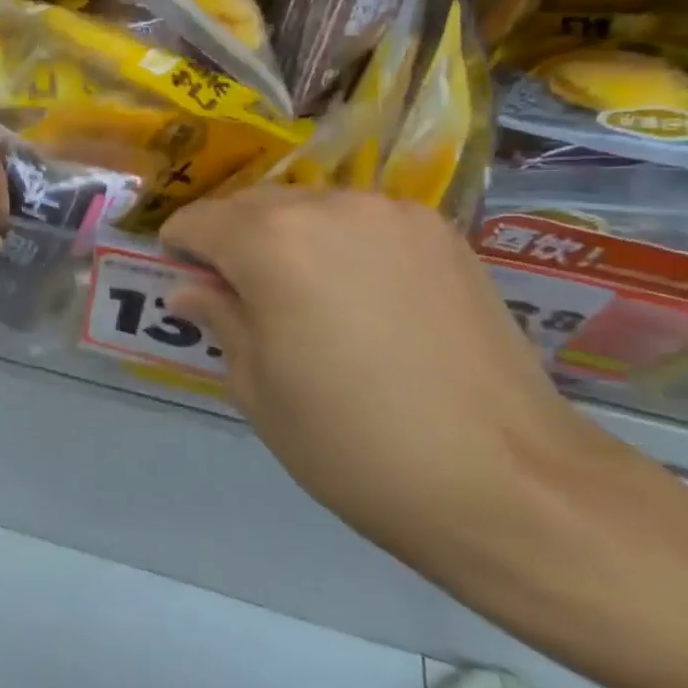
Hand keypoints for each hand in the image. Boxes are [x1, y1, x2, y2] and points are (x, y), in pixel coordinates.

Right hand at [161, 187, 621, 573]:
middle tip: (237, 297)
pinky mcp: (443, 234)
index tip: (184, 285)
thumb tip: (191, 290)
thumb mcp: (258, 389)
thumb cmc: (353, 443)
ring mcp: (394, 214)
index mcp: (272, 240)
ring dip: (287, 239)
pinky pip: (363, 222)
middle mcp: (331, 206)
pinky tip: (360, 298)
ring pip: (311, 208)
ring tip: (303, 300)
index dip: (180, 251)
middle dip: (231, 241)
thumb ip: (219, 319)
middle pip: (252, 205)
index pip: (198, 221)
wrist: (507, 482)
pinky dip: (341, 245)